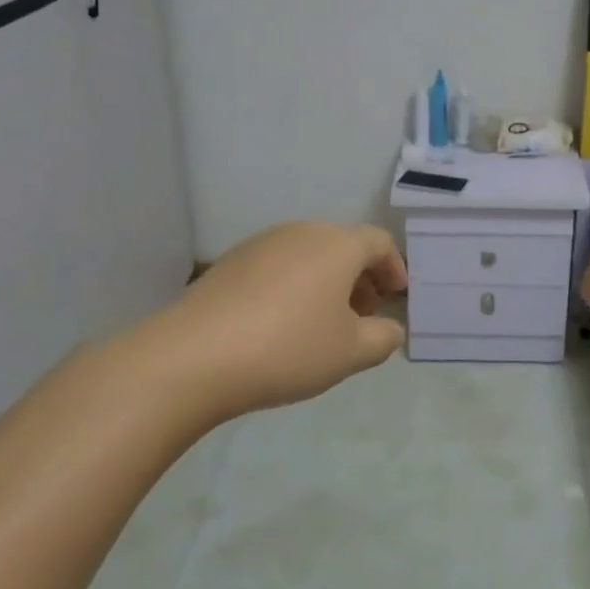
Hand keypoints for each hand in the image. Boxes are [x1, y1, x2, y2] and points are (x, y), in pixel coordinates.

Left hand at [155, 222, 408, 422]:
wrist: (193, 356)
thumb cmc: (288, 348)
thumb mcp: (351, 352)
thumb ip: (383, 337)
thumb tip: (390, 328)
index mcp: (337, 244)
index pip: (379, 242)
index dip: (395, 268)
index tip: (396, 297)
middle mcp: (301, 231)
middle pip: (343, 245)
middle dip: (360, 277)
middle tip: (364, 315)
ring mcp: (261, 243)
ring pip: (309, 254)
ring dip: (327, 282)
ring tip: (323, 323)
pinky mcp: (230, 262)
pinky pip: (278, 266)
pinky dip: (294, 286)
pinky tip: (282, 324)